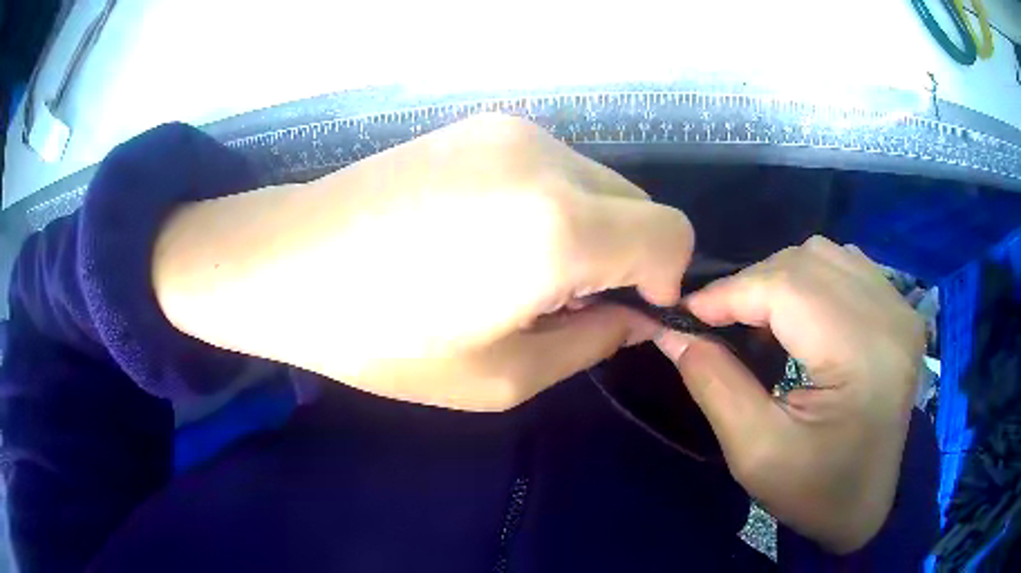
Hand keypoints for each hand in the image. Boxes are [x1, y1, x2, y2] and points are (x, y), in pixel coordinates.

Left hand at [153, 114, 690, 410]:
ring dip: (589, 228)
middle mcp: (548, 160)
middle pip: (640, 206)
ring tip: (517, 268)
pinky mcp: (483, 125)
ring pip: (599, 183)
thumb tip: (636, 316)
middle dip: (625, 256)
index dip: (667, 278)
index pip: (671, 235)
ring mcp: (513, 131)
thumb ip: (591, 343)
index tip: (627, 310)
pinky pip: (556, 167)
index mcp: (558, 228)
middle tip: (563, 300)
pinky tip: (489, 231)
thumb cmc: (383, 338)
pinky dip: (554, 202)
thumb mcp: (500, 377)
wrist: (288, 263)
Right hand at [653, 236, 923, 553]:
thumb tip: (673, 331)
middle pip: (805, 262)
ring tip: (758, 319)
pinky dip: (810, 279)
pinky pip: (846, 265)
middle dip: (751, 285)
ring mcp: (900, 308)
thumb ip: (713, 383)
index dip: (729, 292)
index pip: (788, 289)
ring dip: (780, 279)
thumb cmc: (814, 492)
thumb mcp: (755, 453)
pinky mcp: (899, 310)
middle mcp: (890, 316)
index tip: (684, 313)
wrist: (866, 505)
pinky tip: (799, 316)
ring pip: (824, 255)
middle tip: (718, 322)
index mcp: (863, 356)